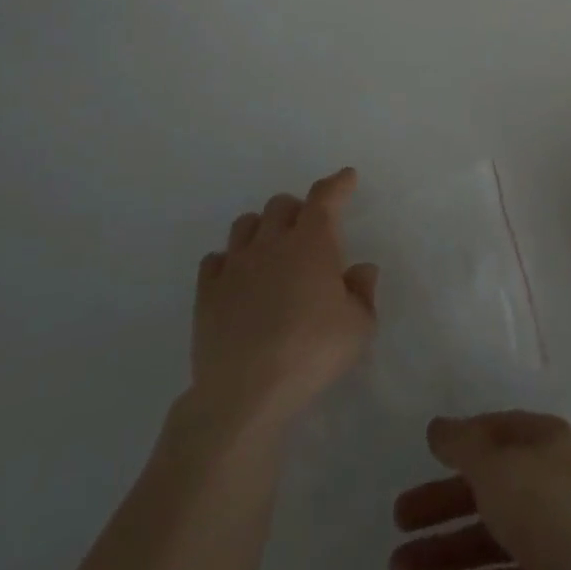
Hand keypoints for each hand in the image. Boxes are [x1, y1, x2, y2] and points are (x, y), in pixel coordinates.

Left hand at [188, 167, 378, 433]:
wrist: (245, 392)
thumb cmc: (311, 352)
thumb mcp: (359, 327)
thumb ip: (363, 292)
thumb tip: (360, 270)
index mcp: (312, 243)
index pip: (324, 198)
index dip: (337, 184)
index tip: (346, 177)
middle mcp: (272, 243)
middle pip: (281, 205)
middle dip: (297, 208)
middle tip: (307, 228)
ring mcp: (235, 265)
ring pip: (244, 224)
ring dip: (261, 228)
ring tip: (271, 248)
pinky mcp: (207, 293)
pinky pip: (215, 260)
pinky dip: (229, 261)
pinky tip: (237, 277)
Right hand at [390, 412, 570, 569]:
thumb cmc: (544, 505)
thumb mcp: (494, 462)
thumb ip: (462, 443)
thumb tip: (438, 427)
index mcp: (543, 442)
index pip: (496, 433)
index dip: (462, 442)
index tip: (426, 455)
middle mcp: (547, 484)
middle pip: (486, 489)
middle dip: (441, 504)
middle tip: (399, 519)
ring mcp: (548, 538)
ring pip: (487, 540)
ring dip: (442, 553)